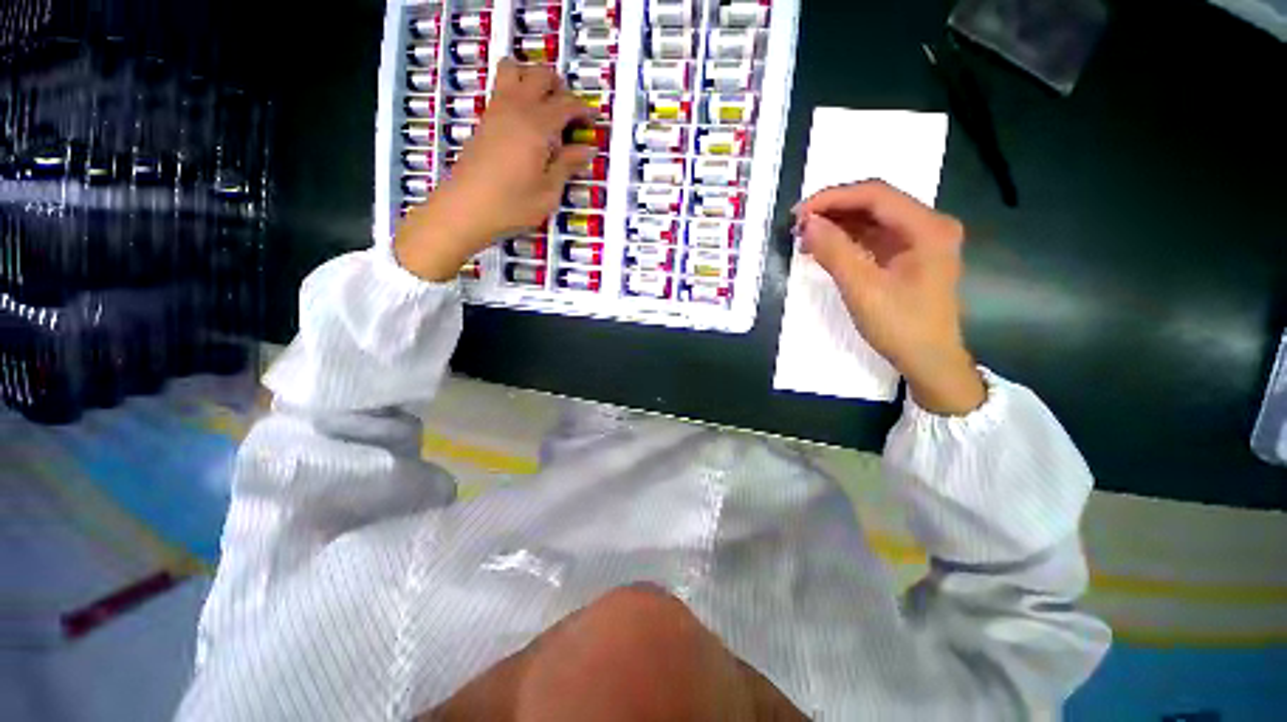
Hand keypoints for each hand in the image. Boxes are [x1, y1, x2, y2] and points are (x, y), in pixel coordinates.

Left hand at [395, 58, 598, 281]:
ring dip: (534, 80)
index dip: (584, 109)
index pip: (566, 104)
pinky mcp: (484, 120)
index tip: (594, 121)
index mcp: (537, 126)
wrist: (465, 209)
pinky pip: (502, 89)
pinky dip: (518, 92)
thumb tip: (587, 149)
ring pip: (514, 70)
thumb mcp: (548, 193)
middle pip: (540, 74)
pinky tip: (526, 122)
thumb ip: (567, 166)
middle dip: (559, 87)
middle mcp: (516, 108)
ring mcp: (496, 111)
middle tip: (570, 113)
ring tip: (545, 108)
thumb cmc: (512, 205)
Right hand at [794, 180, 984, 415]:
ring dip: (837, 224)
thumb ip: (834, 251)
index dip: (833, 198)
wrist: (928, 360)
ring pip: (872, 219)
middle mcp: (928, 225)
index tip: (798, 213)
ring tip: (804, 236)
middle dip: (834, 210)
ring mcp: (920, 240)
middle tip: (798, 225)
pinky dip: (847, 239)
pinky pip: (874, 237)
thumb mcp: (862, 288)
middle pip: (875, 203)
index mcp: (927, 227)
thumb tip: (807, 224)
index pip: (875, 195)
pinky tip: (824, 246)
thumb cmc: (900, 326)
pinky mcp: (909, 256)